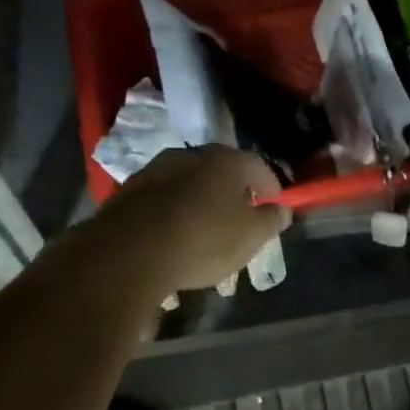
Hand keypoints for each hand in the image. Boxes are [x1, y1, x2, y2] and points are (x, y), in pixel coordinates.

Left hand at [91, 146, 290, 295]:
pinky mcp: (128, 192)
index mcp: (225, 161)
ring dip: (201, 203)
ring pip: (189, 185)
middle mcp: (190, 155)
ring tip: (205, 232)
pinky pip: (162, 201)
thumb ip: (271, 221)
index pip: (258, 166)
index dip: (271, 187)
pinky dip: (173, 215)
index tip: (274, 206)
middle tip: (241, 218)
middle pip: (221, 171)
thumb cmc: (203, 240)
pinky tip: (174, 239)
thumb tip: (282, 210)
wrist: (127, 254)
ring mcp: (155, 171)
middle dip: (234, 193)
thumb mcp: (250, 237)